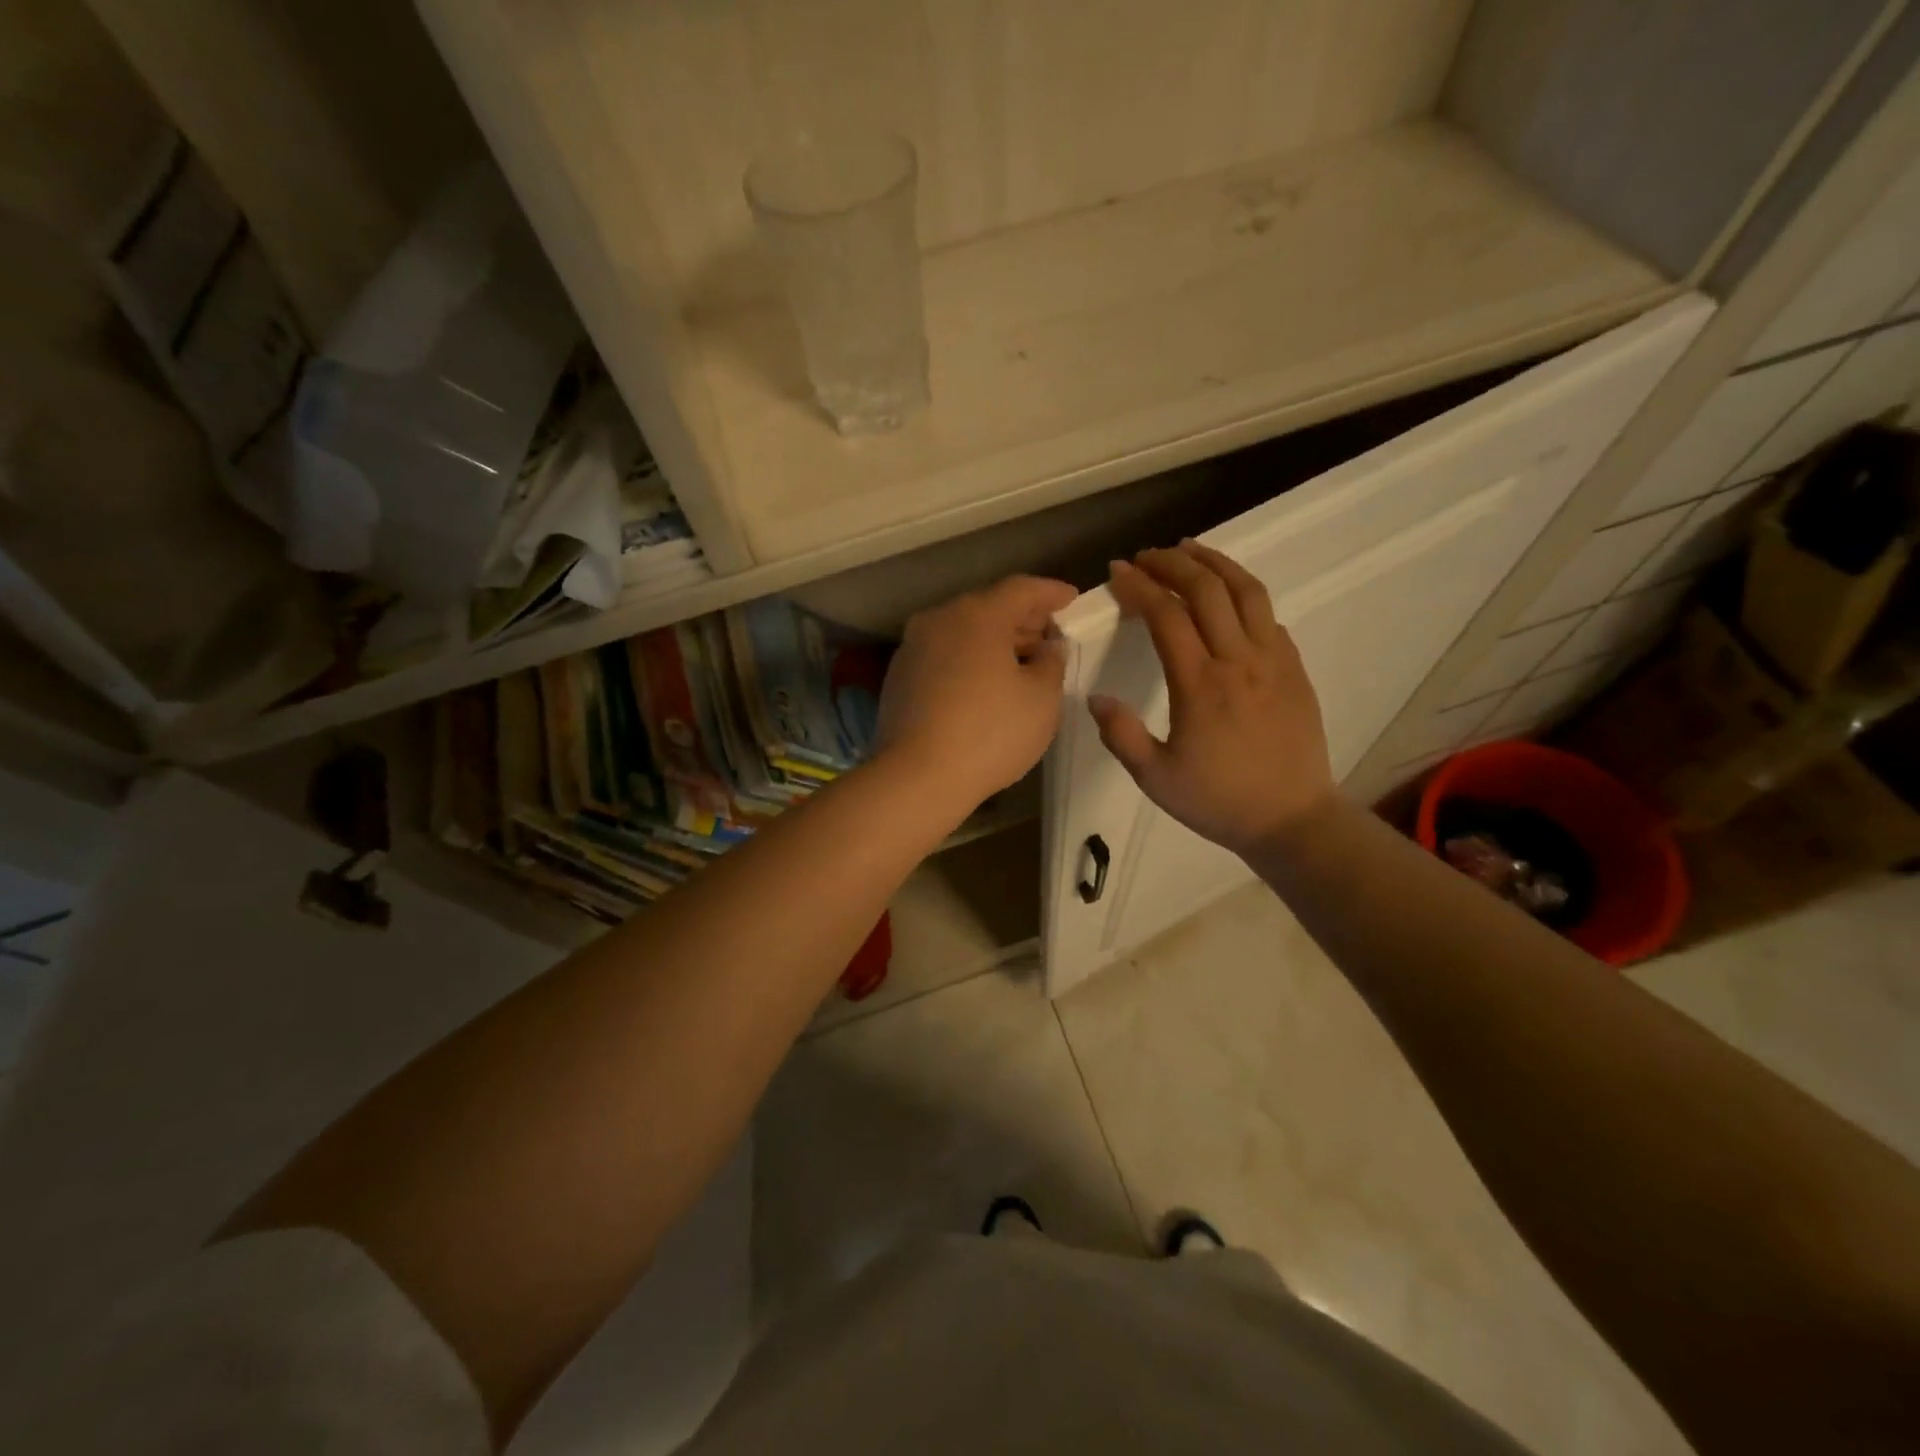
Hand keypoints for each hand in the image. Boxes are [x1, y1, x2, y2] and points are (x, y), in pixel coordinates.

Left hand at [876, 575, 1078, 811]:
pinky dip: (969, 660)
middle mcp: (939, 620)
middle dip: (1023, 619)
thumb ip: (1052, 663)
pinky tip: (985, 685)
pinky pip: (944, 655)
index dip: (1051, 593)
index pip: (1021, 589)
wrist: (917, 777)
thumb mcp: (1041, 699)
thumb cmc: (990, 733)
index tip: (1072, 599)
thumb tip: (1048, 647)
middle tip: (1051, 636)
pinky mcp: (899, 677)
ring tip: (1023, 663)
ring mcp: (913, 648)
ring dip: (995, 642)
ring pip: (963, 632)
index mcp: (977, 614)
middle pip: (988, 608)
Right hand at [1090, 542, 1334, 857]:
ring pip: (1247, 591)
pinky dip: (1244, 594)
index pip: (1167, 616)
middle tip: (1146, 556)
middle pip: (1207, 590)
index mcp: (1200, 685)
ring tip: (1189, 550)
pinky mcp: (1294, 669)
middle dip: (1172, 563)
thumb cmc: (1219, 801)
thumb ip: (1122, 736)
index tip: (1118, 572)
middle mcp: (1239, 661)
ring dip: (1215, 562)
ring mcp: (1274, 661)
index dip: (1140, 587)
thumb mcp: (1156, 778)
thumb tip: (1097, 697)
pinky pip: (1269, 616)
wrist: (1292, 819)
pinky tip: (1228, 597)